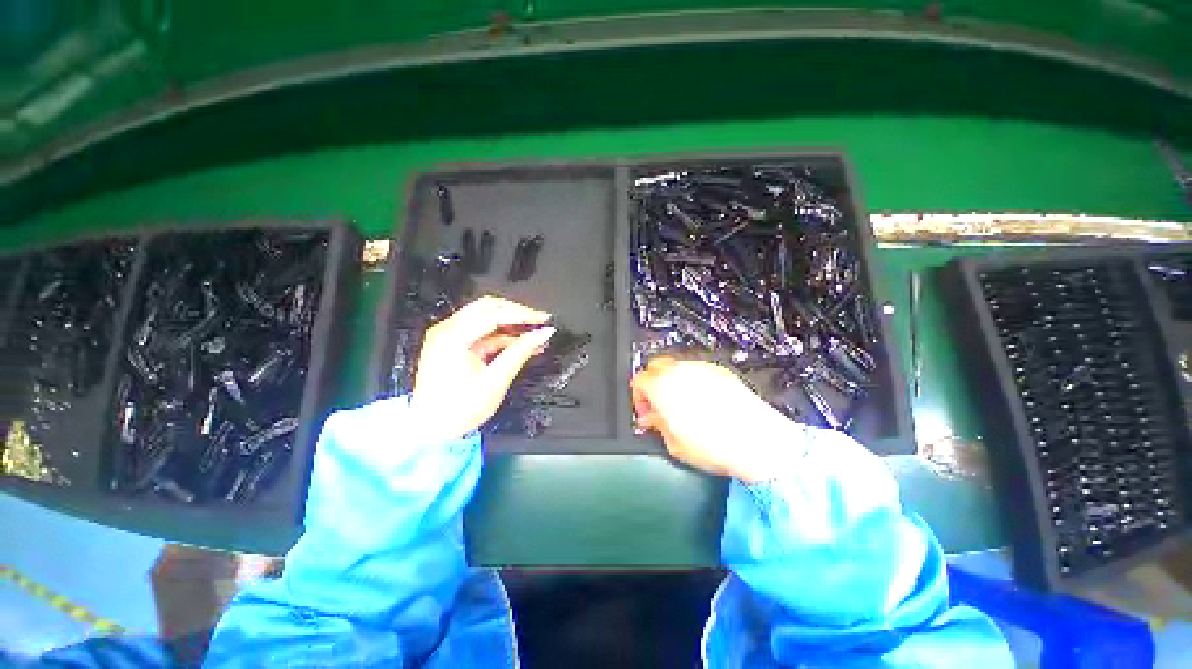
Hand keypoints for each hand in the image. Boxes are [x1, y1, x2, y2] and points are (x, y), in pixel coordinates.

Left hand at [411, 296, 554, 442]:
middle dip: (517, 313)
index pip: (494, 314)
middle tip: (540, 321)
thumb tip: (542, 335)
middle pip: (488, 307)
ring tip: (534, 333)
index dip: (523, 315)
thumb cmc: (457, 411)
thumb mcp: (495, 381)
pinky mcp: (454, 345)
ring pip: (486, 317)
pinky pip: (482, 332)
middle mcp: (447, 331)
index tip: (543, 319)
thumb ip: (520, 353)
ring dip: (511, 323)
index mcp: (453, 338)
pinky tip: (521, 343)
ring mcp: (449, 337)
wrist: (431, 431)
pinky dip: (502, 335)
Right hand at [631, 357, 802, 483]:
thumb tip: (650, 419)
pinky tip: (702, 404)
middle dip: (653, 383)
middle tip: (659, 405)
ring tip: (682, 406)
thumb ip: (657, 425)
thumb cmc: (718, 445)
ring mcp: (701, 369)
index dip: (638, 398)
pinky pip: (698, 371)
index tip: (646, 411)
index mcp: (662, 387)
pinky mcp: (720, 371)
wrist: (759, 442)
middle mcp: (680, 372)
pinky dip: (694, 383)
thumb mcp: (674, 443)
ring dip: (673, 382)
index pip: (638, 380)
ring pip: (677, 367)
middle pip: (655, 366)